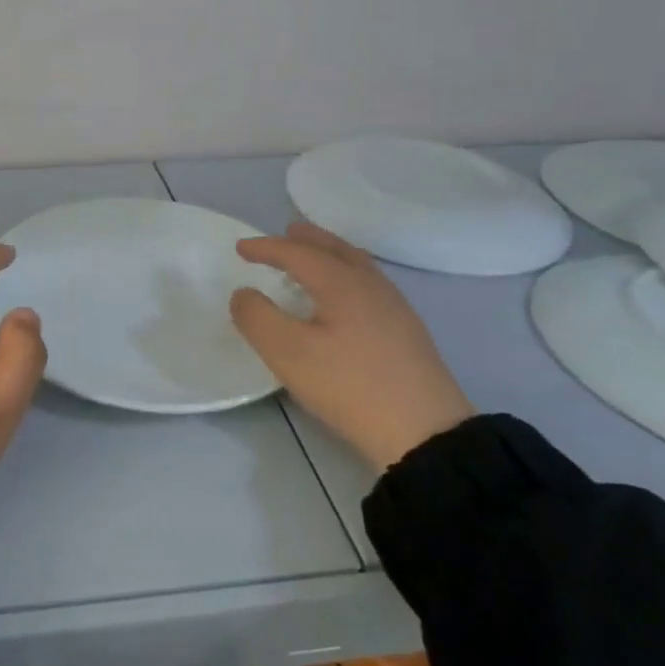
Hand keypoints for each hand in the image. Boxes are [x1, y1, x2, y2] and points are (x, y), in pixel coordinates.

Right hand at [230, 222, 472, 470]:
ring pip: (357, 264)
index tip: (240, 248)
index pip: (298, 253)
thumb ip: (257, 317)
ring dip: (330, 254)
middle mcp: (370, 284)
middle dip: (307, 239)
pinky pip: (369, 283)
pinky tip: (344, 298)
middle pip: (335, 248)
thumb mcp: (287, 353)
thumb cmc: (348, 385)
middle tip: (285, 233)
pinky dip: (346, 274)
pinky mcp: (406, 330)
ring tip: (313, 259)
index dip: (266, 247)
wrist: (424, 431)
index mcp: (341, 282)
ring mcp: (394, 306)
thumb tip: (244, 293)